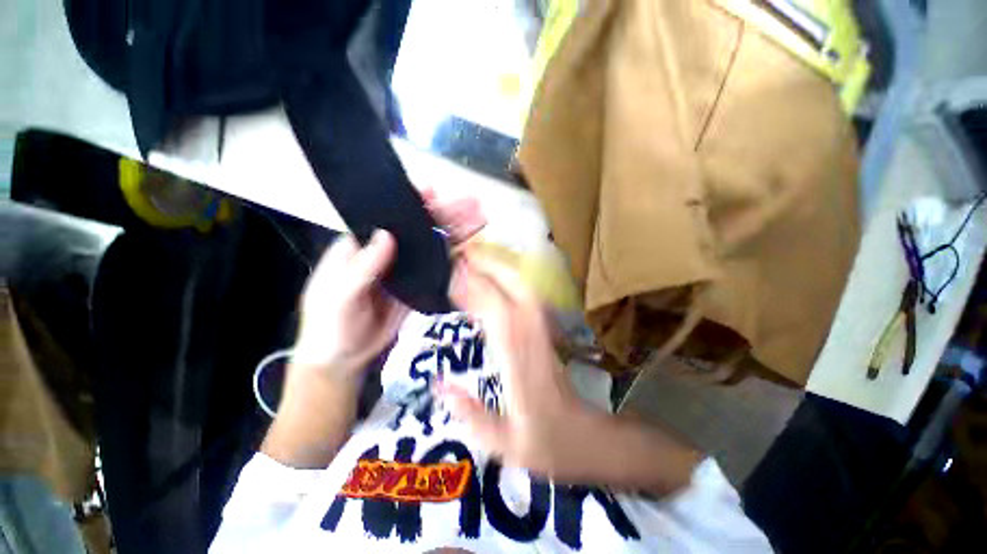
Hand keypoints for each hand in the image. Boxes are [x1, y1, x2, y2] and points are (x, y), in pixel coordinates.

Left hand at [292, 191, 486, 379]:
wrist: (343, 357)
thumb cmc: (330, 325)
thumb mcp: (338, 298)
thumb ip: (361, 268)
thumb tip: (386, 235)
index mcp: (362, 247)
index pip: (388, 217)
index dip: (411, 203)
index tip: (433, 192)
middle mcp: (387, 253)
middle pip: (419, 227)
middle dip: (445, 213)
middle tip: (471, 203)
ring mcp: (406, 269)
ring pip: (433, 244)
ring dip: (455, 231)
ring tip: (478, 219)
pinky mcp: (418, 285)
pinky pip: (439, 267)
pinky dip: (455, 256)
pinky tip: (471, 246)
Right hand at [439, 251, 602, 480]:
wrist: (589, 435)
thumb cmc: (548, 443)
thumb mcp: (504, 444)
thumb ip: (470, 415)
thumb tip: (439, 384)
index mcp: (521, 363)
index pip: (497, 313)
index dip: (475, 288)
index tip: (450, 272)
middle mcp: (533, 337)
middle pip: (512, 288)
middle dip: (486, 266)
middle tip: (458, 253)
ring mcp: (543, 329)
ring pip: (522, 286)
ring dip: (498, 267)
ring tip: (472, 257)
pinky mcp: (546, 328)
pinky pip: (526, 295)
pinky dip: (509, 279)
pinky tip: (495, 275)